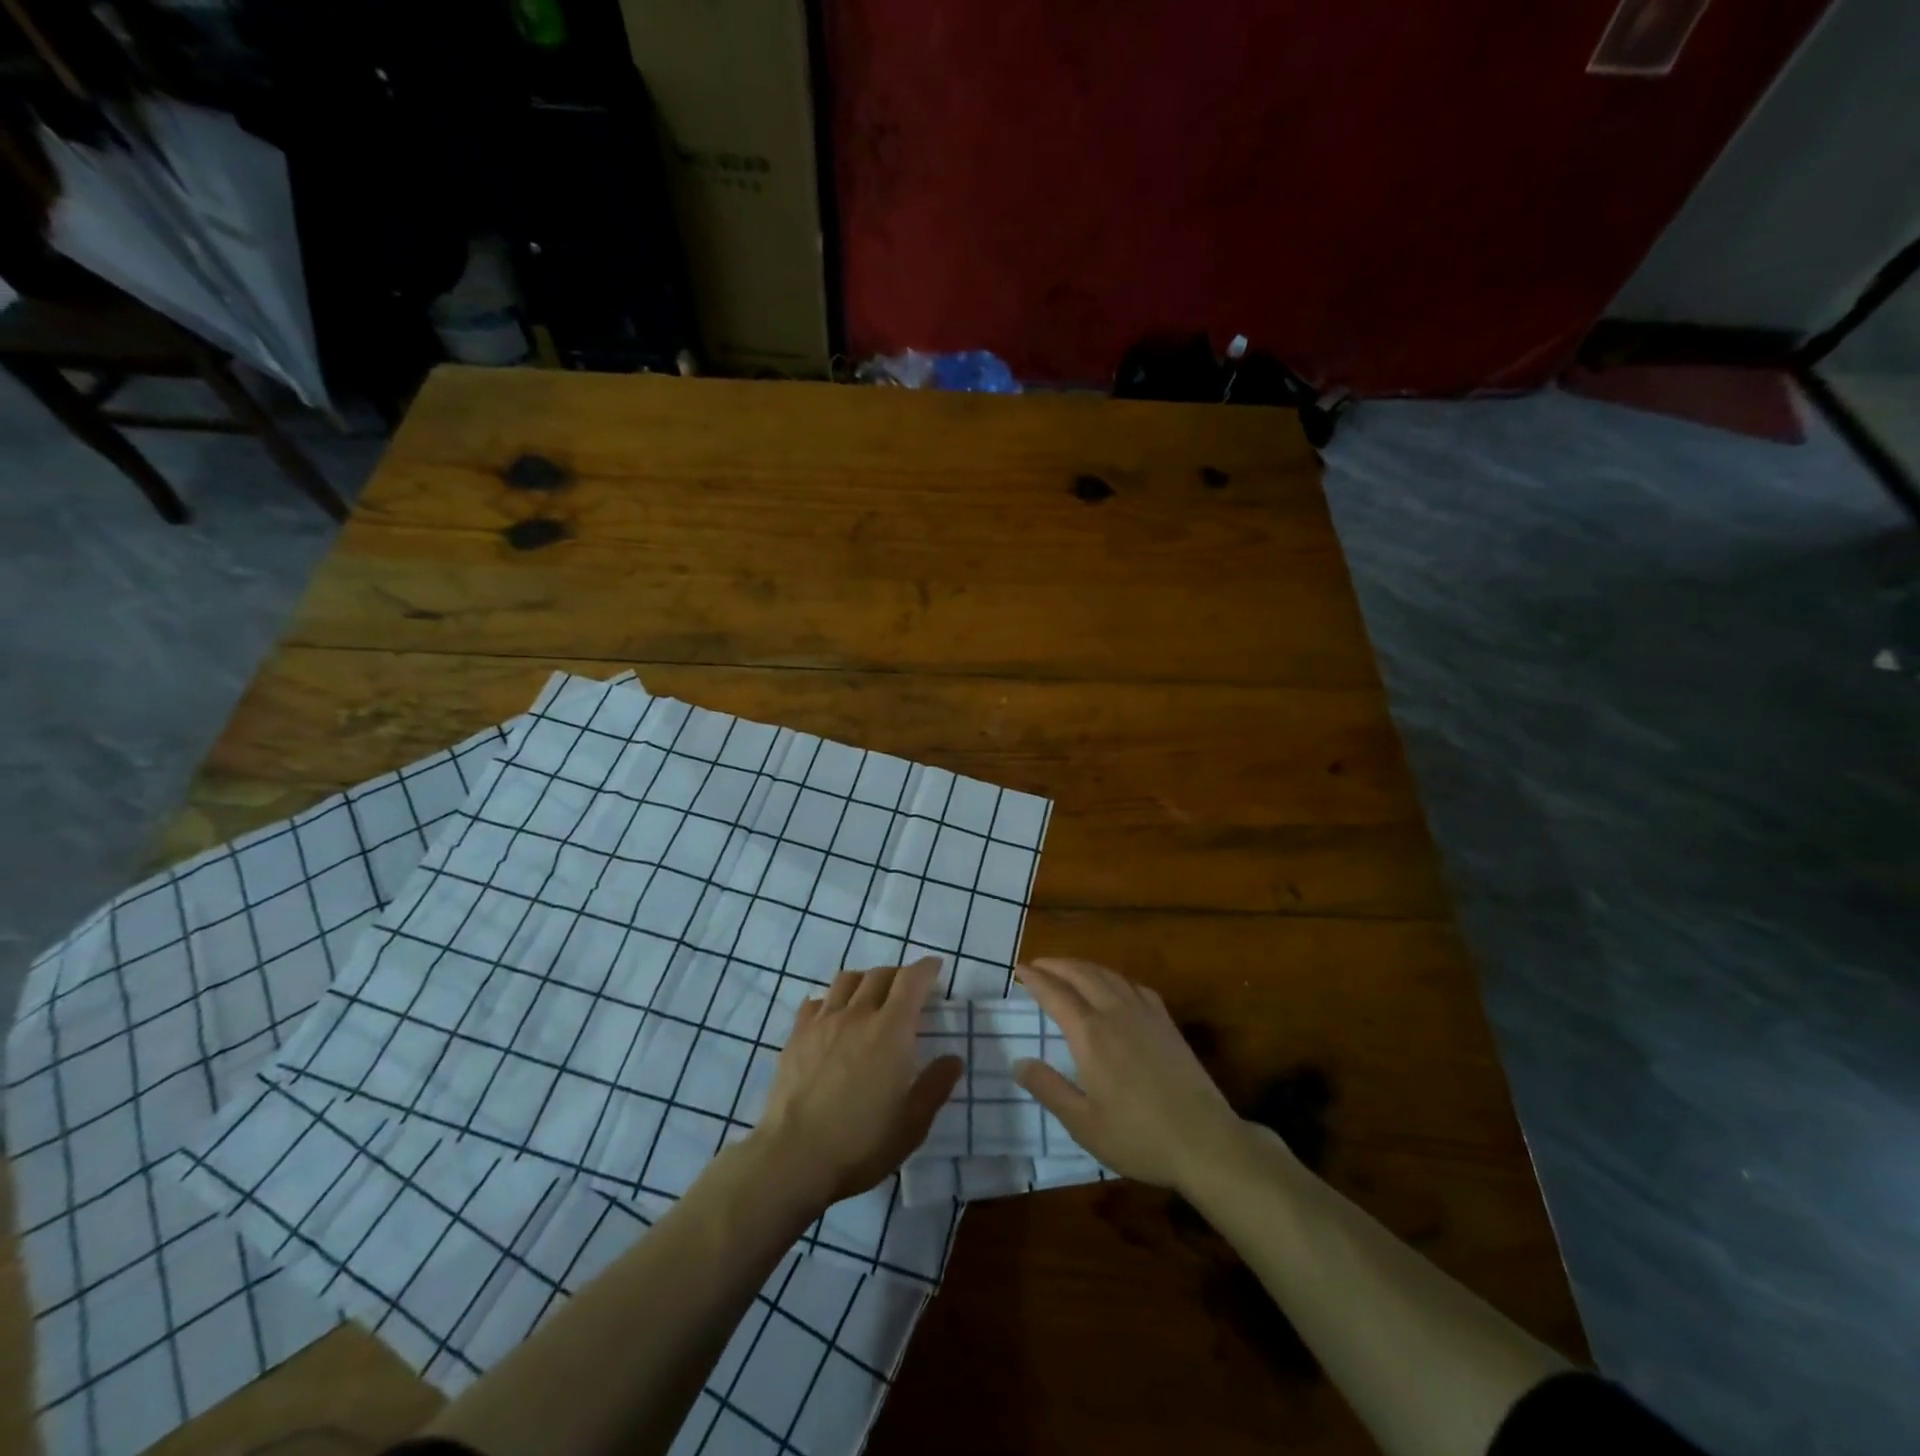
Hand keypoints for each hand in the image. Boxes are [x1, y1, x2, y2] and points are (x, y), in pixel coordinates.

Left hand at [751, 956, 962, 1210]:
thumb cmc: (861, 1143)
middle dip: (898, 974)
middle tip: (906, 989)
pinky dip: (831, 1000)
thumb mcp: (912, 1125)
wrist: (793, 1158)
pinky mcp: (796, 1035)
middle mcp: (858, 1014)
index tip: (935, 968)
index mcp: (892, 1030)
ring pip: (846, 980)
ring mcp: (823, 1022)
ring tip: (869, 997)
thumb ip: (935, 1086)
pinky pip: (816, 1001)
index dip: (926, 968)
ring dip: (864, 980)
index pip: (912, 980)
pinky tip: (832, 1018)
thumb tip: (953, 1059)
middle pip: (880, 974)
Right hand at [1013, 958, 1250, 1191]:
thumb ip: (1048, 1089)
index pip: (1055, 994)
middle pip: (1081, 974)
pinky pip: (1135, 986)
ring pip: (1108, 975)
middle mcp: (1115, 1013)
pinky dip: (1115, 978)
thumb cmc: (1139, 1137)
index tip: (1019, 968)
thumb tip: (1018, 1062)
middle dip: (1057, 965)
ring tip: (1068, 968)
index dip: (1035, 979)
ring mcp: (1144, 1014)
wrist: (1205, 1140)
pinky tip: (1115, 986)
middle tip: (1038, 963)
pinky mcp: (1166, 1022)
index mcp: (1090, 1035)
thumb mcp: (1083, 1124)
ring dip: (1083, 966)